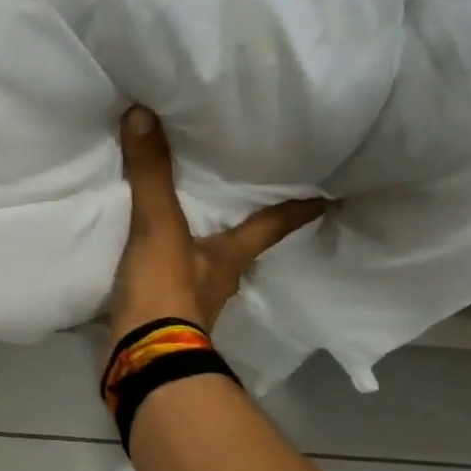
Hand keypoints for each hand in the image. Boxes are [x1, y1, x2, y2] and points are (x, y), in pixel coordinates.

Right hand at [109, 107, 327, 345]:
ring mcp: (190, 303)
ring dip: (198, 247)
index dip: (298, 209)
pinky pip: (165, 281)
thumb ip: (151, 174)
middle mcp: (218, 278)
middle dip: (243, 225)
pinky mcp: (160, 316)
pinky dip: (161, 266)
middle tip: (245, 196)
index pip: (273, 225)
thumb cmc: (167, 292)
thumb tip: (144, 114)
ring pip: (202, 264)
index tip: (328, 197)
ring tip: (187, 221)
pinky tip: (145, 256)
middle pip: (239, 245)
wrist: (141, 357)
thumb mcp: (159, 226)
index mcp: (230, 255)